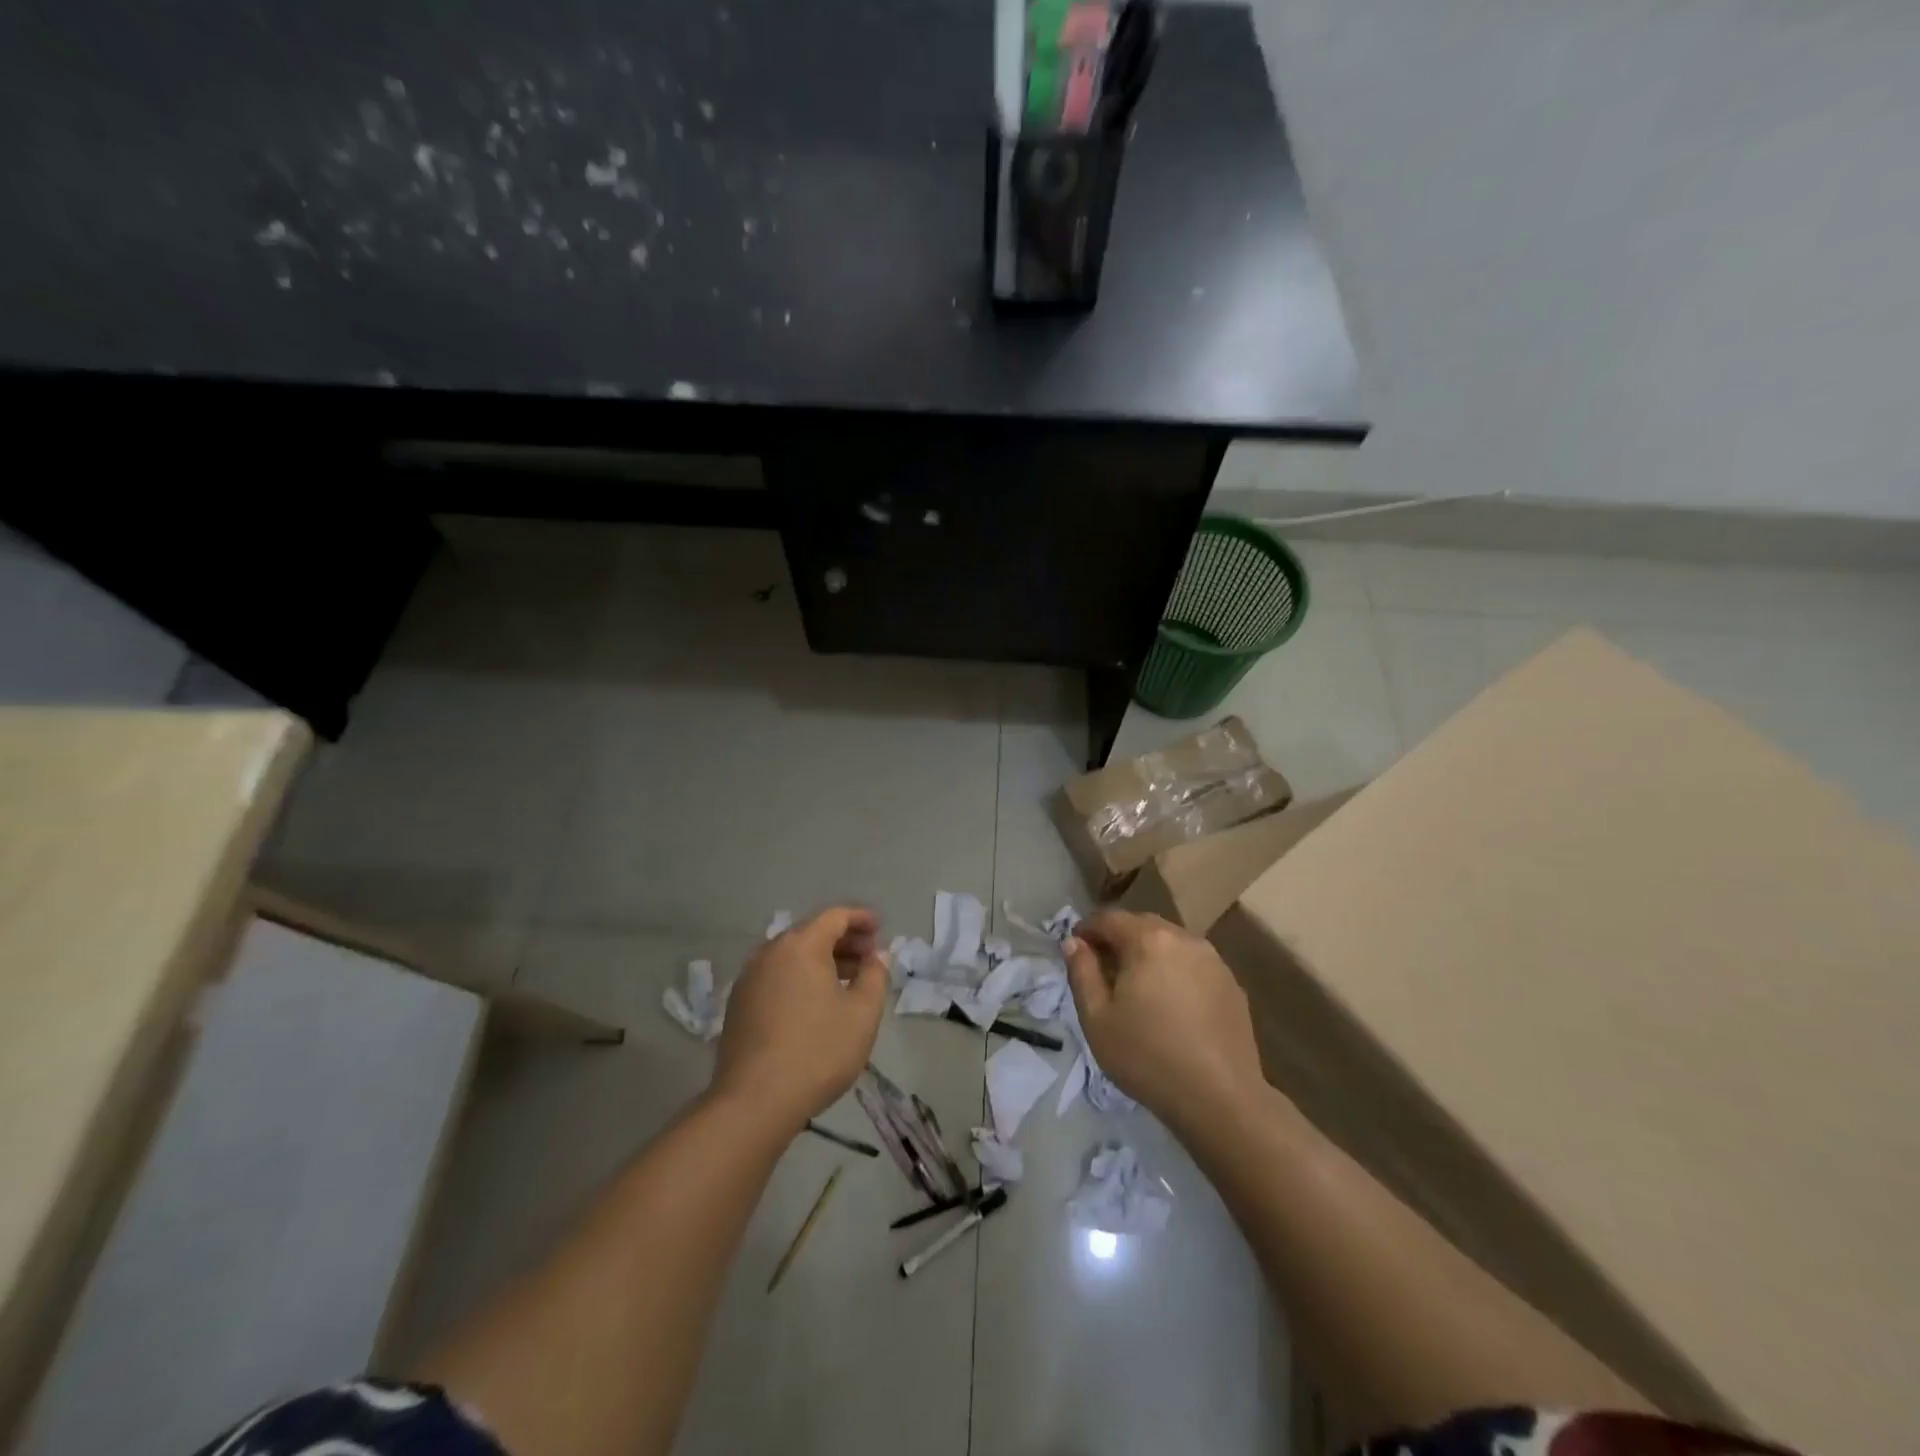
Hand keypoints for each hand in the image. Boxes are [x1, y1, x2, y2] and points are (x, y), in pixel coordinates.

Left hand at [711, 906, 888, 1134]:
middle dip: (843, 939)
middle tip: (869, 956)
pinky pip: (777, 975)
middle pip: (811, 932)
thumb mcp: (862, 1014)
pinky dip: (800, 976)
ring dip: (822, 959)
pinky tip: (815, 1001)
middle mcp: (771, 952)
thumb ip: (875, 976)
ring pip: (792, 955)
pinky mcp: (738, 1003)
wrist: (754, 1102)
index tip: (880, 928)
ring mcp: (749, 977)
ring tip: (847, 979)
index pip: (835, 916)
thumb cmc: (817, 1052)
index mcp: (801, 946)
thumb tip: (876, 956)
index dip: (861, 918)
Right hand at [1064, 909, 1265, 1130]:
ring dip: (1149, 954)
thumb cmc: (1147, 1056)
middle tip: (1103, 968)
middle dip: (1119, 938)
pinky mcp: (1232, 984)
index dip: (1087, 929)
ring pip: (1170, 943)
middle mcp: (1183, 938)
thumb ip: (1081, 972)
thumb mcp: (1097, 1018)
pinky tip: (1171, 1004)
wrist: (1220, 1097)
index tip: (1076, 948)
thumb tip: (1074, 943)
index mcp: (1148, 940)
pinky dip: (1175, 972)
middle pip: (1142, 925)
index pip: (1109, 918)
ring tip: (1138, 986)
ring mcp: (1213, 960)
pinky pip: (1193, 964)